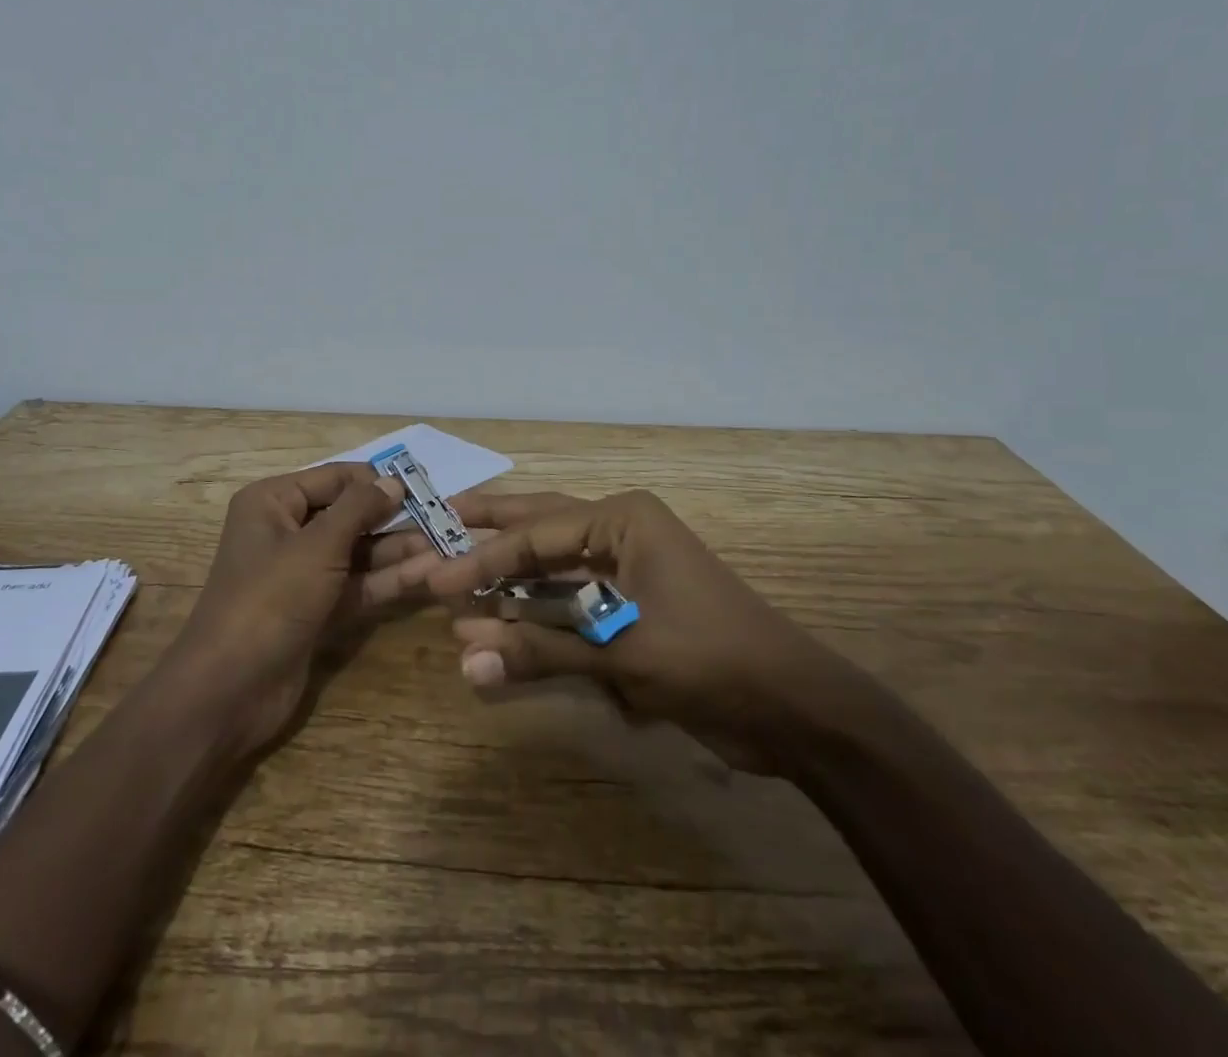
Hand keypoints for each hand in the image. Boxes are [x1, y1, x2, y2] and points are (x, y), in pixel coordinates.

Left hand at [164, 462, 424, 756]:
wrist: (229, 690)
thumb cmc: (270, 599)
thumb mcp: (317, 546)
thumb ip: (358, 508)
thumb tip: (393, 481)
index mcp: (273, 502)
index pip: (334, 478)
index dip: (375, 481)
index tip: (421, 487)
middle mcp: (286, 531)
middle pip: (348, 515)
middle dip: (392, 518)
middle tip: (443, 519)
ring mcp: (301, 574)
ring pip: (357, 552)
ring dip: (397, 550)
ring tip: (446, 545)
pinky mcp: (316, 610)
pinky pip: (356, 585)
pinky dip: (387, 580)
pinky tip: (427, 574)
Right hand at [405, 490, 855, 773]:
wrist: (795, 709)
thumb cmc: (712, 660)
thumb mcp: (622, 653)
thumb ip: (540, 651)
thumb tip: (463, 661)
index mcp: (622, 519)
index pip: (535, 536)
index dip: (480, 559)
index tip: (433, 578)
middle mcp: (620, 530)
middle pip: (539, 523)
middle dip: (489, 526)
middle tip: (435, 518)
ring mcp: (626, 566)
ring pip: (553, 559)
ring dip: (509, 572)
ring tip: (456, 568)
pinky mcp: (630, 603)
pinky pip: (570, 596)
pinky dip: (537, 607)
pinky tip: (502, 616)